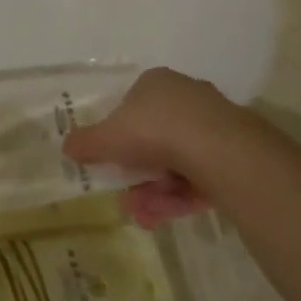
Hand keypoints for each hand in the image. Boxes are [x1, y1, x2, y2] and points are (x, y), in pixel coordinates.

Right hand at [62, 67, 272, 227]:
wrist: (217, 150)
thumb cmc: (154, 130)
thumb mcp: (107, 137)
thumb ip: (85, 142)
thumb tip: (66, 146)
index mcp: (156, 83)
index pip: (132, 107)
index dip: (118, 137)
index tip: (111, 163)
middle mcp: (186, 98)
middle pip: (154, 140)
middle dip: (137, 175)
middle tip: (126, 198)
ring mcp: (213, 126)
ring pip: (176, 163)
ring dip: (155, 192)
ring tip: (144, 216)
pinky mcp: (233, 154)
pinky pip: (198, 177)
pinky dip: (180, 197)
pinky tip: (165, 216)